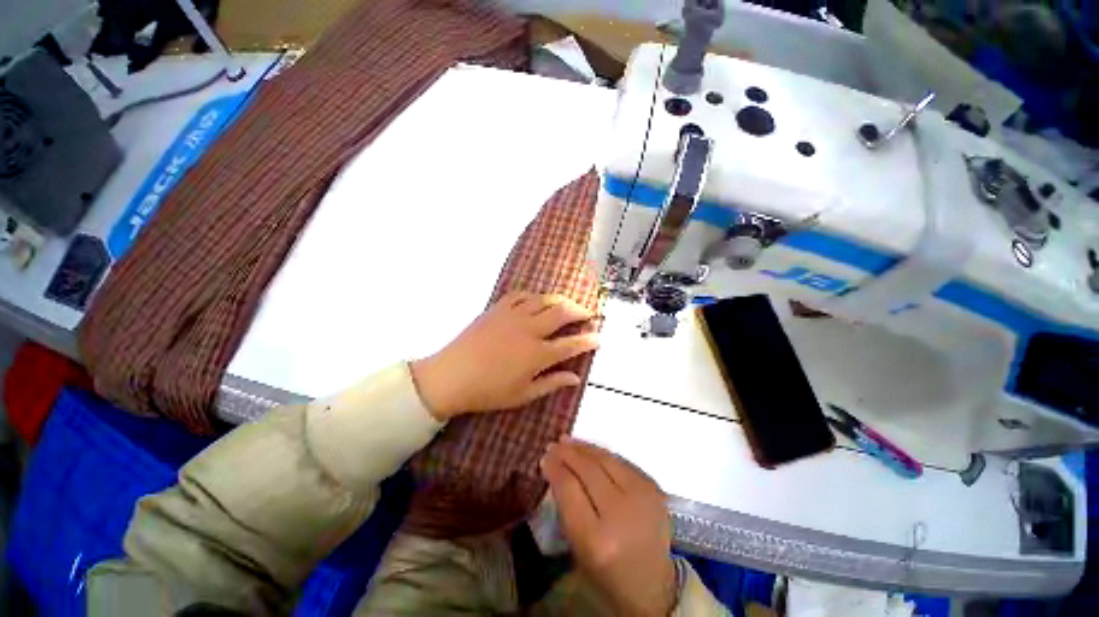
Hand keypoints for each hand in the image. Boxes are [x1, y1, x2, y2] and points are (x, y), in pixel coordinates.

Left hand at [410, 292, 598, 420]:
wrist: (451, 376)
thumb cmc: (488, 391)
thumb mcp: (523, 395)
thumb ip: (552, 383)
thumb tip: (576, 378)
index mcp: (537, 354)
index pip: (571, 344)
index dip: (589, 340)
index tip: (599, 337)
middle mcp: (529, 330)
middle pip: (562, 313)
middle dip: (581, 311)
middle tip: (589, 314)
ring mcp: (513, 316)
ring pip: (544, 299)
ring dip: (561, 300)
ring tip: (568, 305)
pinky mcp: (498, 308)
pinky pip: (521, 295)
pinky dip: (534, 296)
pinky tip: (537, 301)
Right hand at [541, 438, 676, 616]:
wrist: (654, 585)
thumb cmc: (607, 575)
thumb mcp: (578, 549)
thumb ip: (567, 508)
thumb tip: (555, 469)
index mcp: (597, 539)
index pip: (570, 489)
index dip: (555, 468)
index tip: (544, 458)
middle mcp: (621, 514)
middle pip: (588, 470)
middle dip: (567, 454)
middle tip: (553, 446)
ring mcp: (642, 497)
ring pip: (606, 459)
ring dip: (584, 447)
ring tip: (567, 441)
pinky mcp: (654, 488)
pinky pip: (622, 462)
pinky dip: (602, 453)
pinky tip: (590, 450)